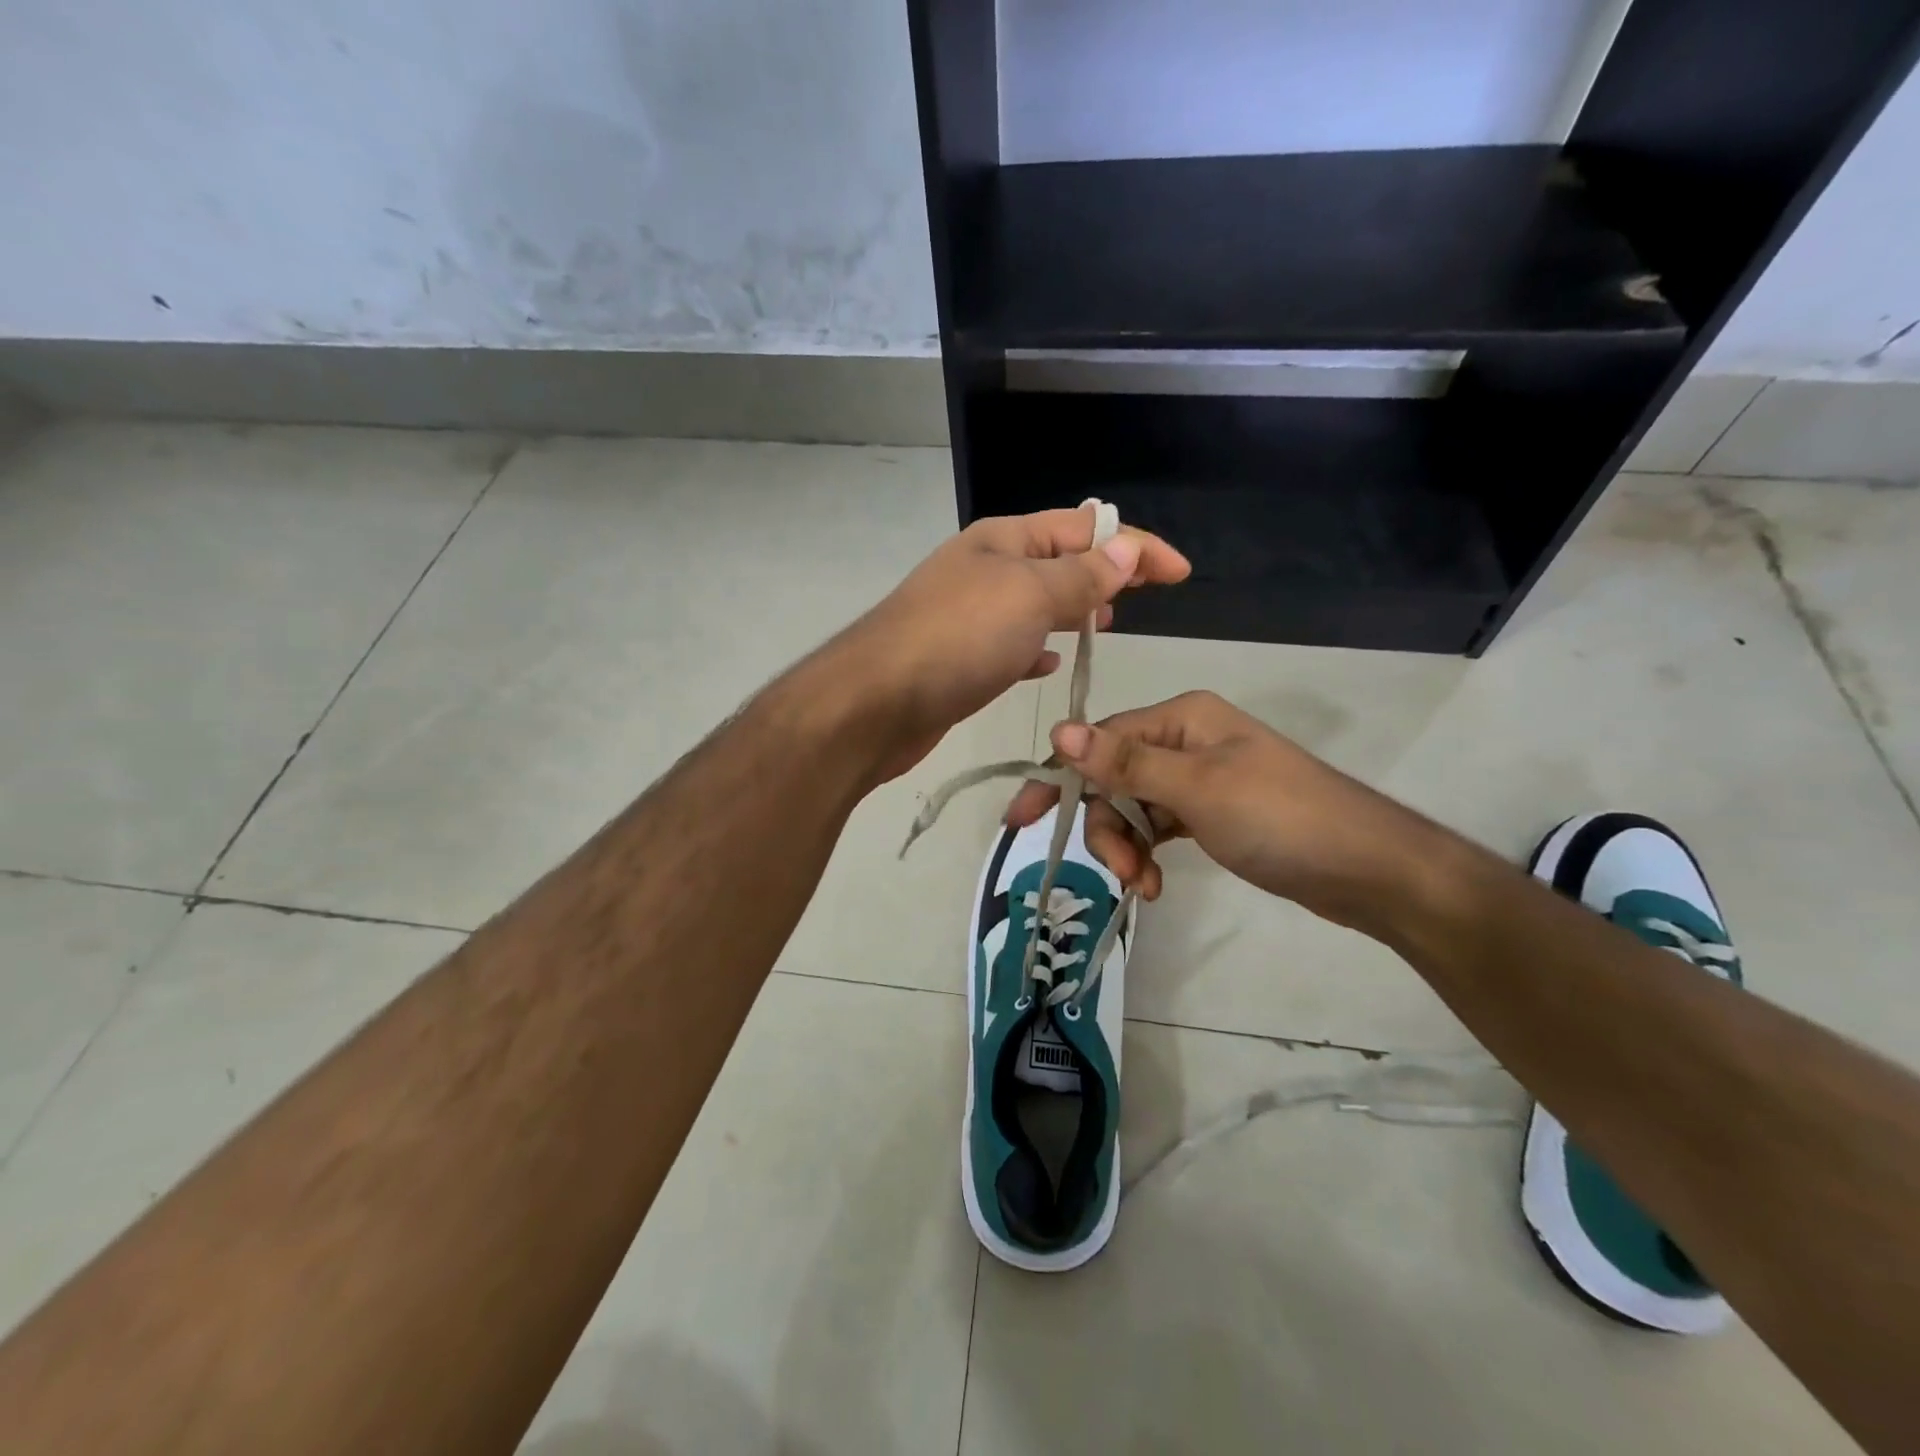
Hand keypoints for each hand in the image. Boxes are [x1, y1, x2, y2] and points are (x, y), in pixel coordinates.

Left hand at [836, 507, 1189, 779]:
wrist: (875, 704)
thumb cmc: (958, 639)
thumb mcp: (1030, 596)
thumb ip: (1081, 576)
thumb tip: (1126, 550)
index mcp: (1004, 539)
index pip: (1084, 528)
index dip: (1136, 546)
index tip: (1180, 574)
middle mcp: (985, 569)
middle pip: (1058, 561)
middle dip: (1103, 573)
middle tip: (1141, 599)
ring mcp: (968, 615)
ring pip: (1034, 604)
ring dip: (1071, 609)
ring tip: (1106, 625)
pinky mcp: (959, 659)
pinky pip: (1010, 644)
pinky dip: (1036, 649)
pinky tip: (1048, 665)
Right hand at [1004, 691, 1450, 938]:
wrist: (1368, 869)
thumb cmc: (1281, 819)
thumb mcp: (1197, 789)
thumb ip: (1125, 762)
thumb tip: (1059, 729)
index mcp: (1181, 717)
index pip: (1099, 741)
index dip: (1059, 779)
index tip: (1020, 821)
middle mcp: (1185, 739)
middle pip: (1113, 777)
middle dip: (1107, 826)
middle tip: (1121, 871)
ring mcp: (1199, 778)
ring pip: (1133, 806)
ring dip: (1128, 847)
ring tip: (1142, 886)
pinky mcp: (1211, 813)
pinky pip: (1159, 826)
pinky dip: (1149, 853)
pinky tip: (1153, 884)